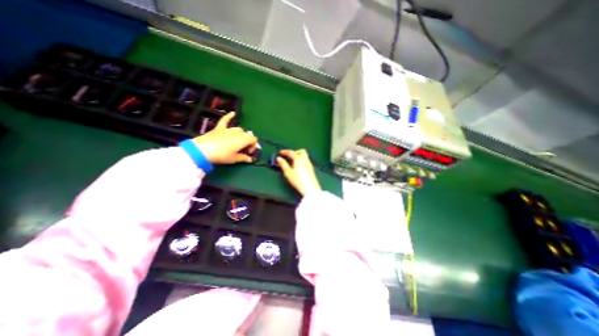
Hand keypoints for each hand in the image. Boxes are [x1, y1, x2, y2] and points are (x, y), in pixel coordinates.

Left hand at [192, 111, 256, 163]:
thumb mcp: (234, 159)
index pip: (254, 140)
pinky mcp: (219, 128)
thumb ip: (244, 158)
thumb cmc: (222, 155)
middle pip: (247, 135)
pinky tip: (233, 113)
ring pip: (239, 130)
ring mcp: (228, 129)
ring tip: (237, 143)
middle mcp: (238, 132)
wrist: (203, 150)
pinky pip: (225, 120)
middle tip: (242, 150)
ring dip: (241, 135)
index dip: (253, 146)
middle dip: (247, 142)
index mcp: (244, 139)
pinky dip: (229, 116)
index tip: (248, 153)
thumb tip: (250, 159)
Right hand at [277, 148, 320, 194]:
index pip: (291, 152)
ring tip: (292, 163)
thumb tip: (279, 158)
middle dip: (294, 152)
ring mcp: (309, 164)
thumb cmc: (298, 180)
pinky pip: (305, 161)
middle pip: (301, 151)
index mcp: (299, 159)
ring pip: (304, 156)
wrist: (310, 188)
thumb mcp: (288, 172)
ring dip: (298, 156)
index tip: (280, 153)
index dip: (285, 152)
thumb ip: (283, 164)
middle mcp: (305, 160)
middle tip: (289, 156)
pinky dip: (301, 161)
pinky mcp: (311, 169)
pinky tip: (297, 167)